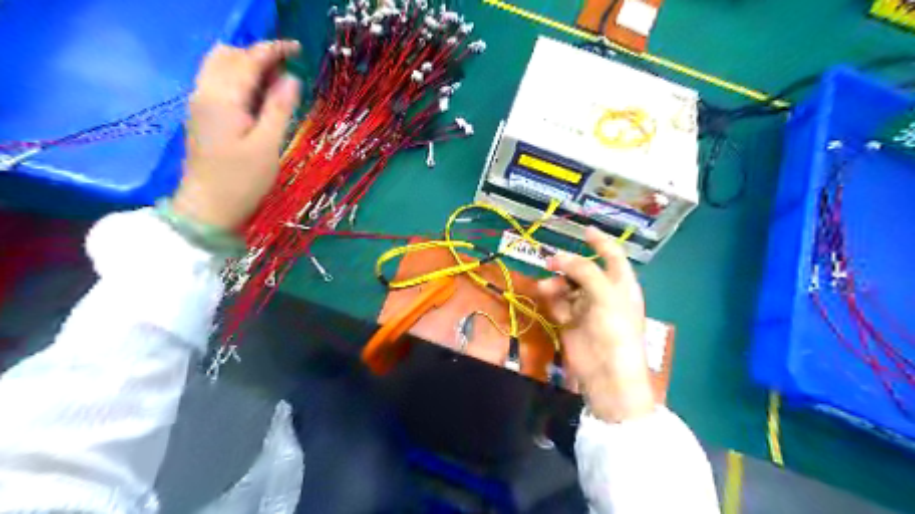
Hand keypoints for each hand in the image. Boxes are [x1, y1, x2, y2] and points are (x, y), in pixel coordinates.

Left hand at [177, 41, 304, 230]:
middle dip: (257, 54)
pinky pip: (217, 82)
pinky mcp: (201, 115)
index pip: (248, 59)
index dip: (273, 50)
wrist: (208, 207)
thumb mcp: (268, 146)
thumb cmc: (242, 180)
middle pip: (227, 55)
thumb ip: (279, 109)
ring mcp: (199, 103)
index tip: (298, 49)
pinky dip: (238, 79)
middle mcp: (205, 92)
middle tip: (287, 70)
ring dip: (246, 65)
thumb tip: (292, 79)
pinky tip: (257, 97)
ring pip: (219, 67)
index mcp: (223, 98)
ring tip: (275, 83)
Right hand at [538, 226, 658, 422]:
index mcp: (621, 284)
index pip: (612, 255)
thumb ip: (584, 271)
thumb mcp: (605, 295)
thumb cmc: (615, 330)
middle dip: (567, 264)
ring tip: (545, 288)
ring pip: (566, 285)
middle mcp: (603, 292)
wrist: (606, 373)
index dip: (600, 241)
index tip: (584, 229)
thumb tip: (559, 257)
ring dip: (555, 283)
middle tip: (550, 262)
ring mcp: (585, 307)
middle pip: (583, 269)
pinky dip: (552, 298)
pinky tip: (548, 300)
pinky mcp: (569, 321)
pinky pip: (558, 302)